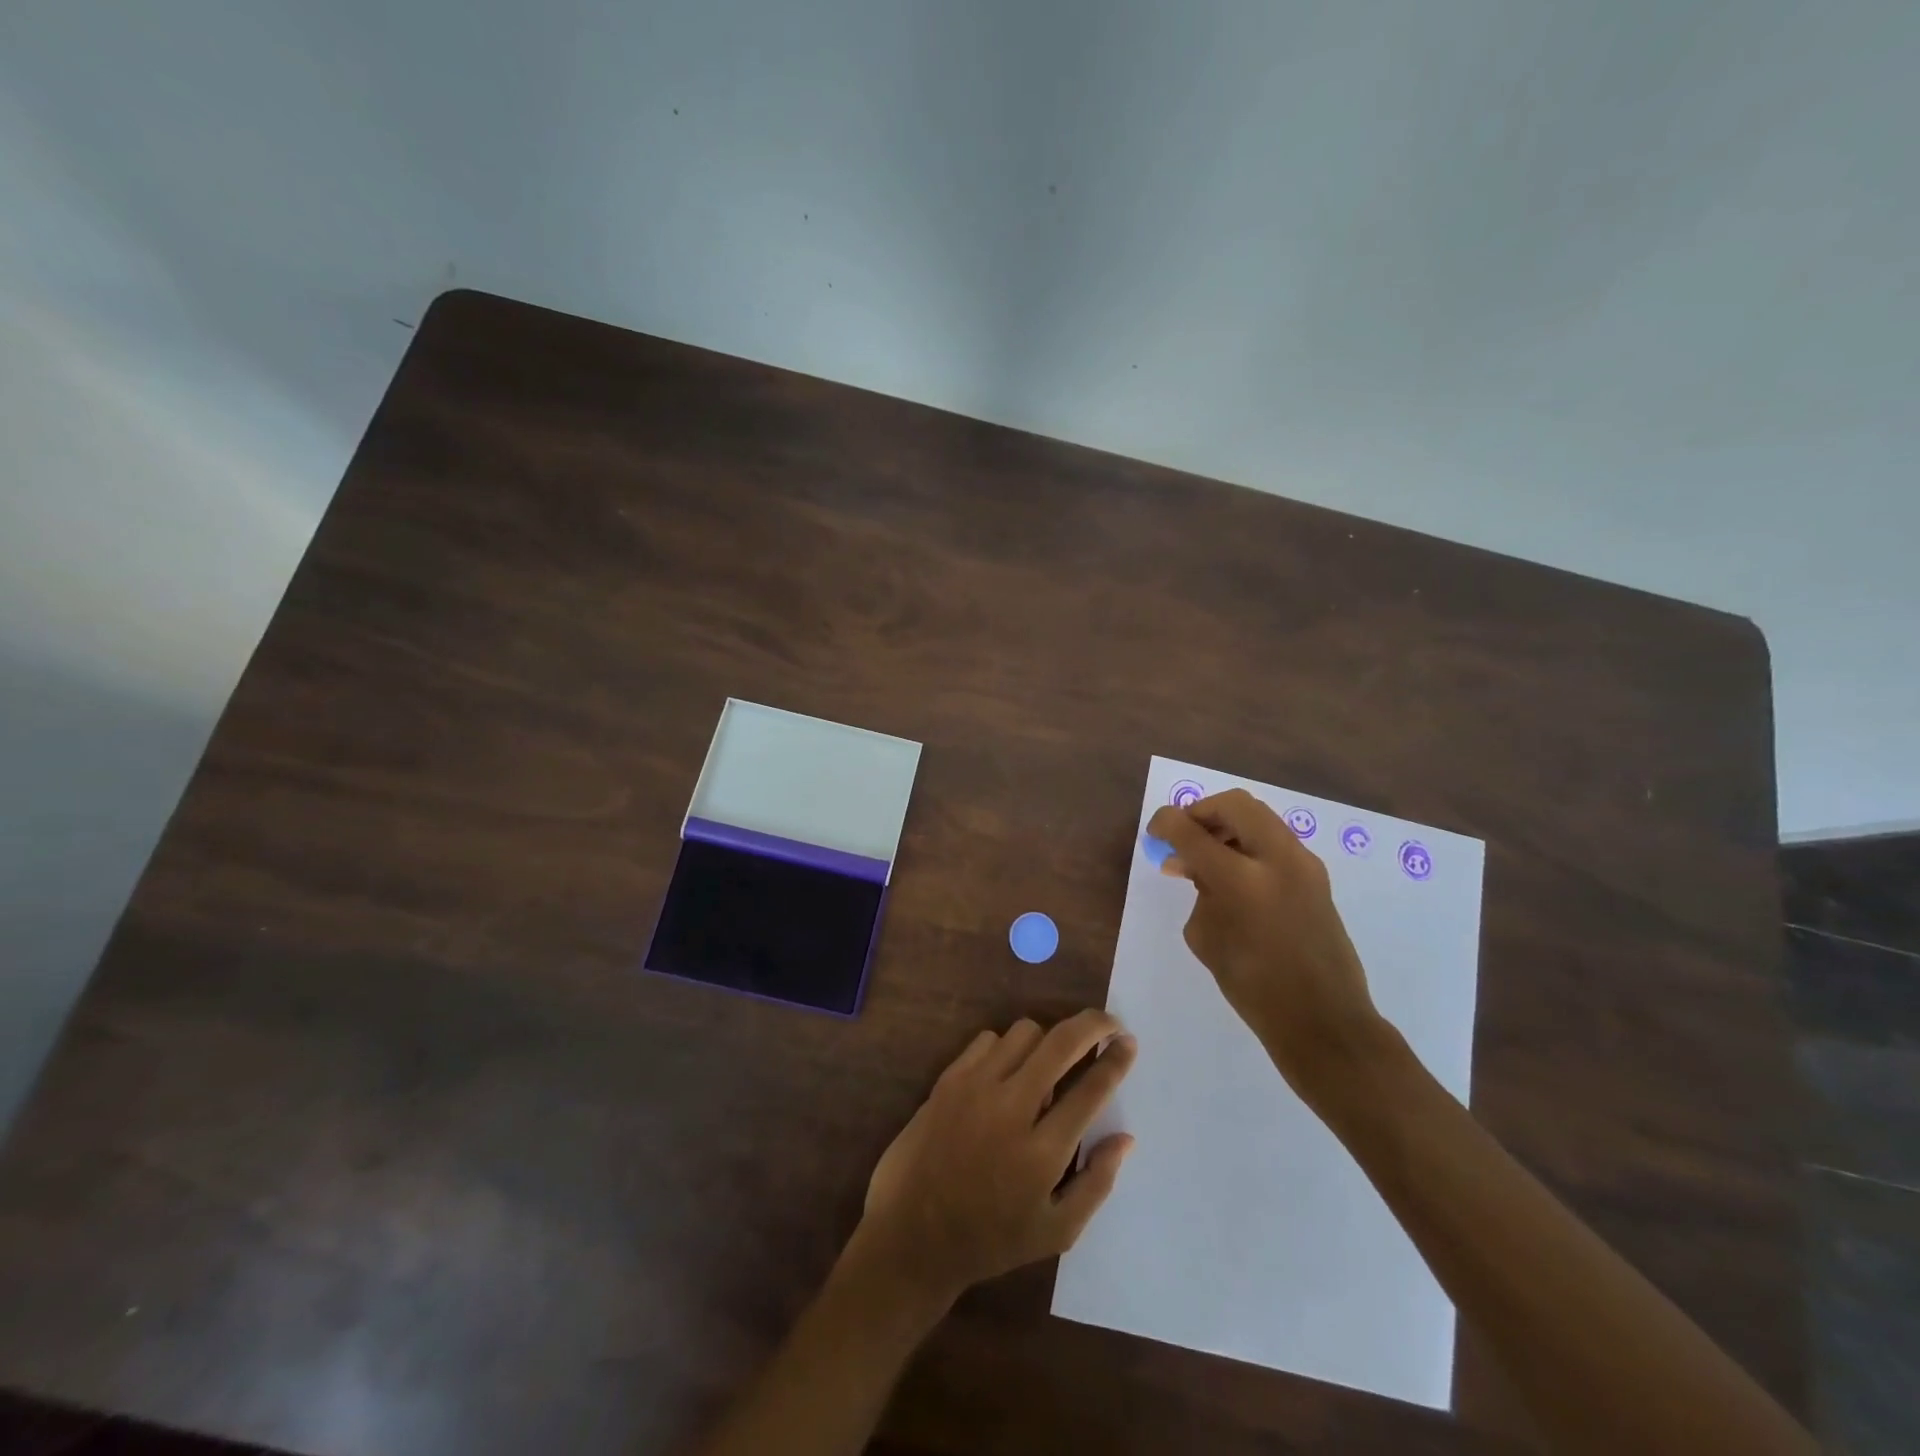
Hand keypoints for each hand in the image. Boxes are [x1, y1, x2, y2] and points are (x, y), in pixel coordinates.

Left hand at [851, 1011, 1137, 1306]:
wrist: (912, 1234)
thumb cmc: (990, 1239)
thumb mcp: (1055, 1232)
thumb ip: (1096, 1183)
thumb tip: (1125, 1138)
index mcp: (1043, 1151)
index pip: (1091, 1088)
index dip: (1116, 1059)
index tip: (1129, 1042)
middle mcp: (1012, 1108)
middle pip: (1061, 1042)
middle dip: (1093, 1025)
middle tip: (1108, 1023)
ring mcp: (976, 1087)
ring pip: (1025, 1032)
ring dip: (1047, 1039)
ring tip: (1052, 1059)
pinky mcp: (949, 1079)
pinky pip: (988, 1039)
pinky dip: (1007, 1048)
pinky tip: (1009, 1071)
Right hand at [1148, 789, 1386, 1098]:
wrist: (1323, 1019)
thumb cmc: (1253, 987)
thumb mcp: (1206, 937)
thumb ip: (1198, 890)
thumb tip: (1194, 865)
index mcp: (1240, 878)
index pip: (1191, 829)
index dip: (1165, 823)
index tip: (1154, 832)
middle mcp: (1276, 858)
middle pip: (1233, 804)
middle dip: (1202, 812)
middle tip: (1184, 835)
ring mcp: (1303, 863)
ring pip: (1259, 817)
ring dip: (1228, 826)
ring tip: (1208, 857)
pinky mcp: (1317, 875)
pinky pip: (1275, 840)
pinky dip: (1250, 843)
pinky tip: (1235, 873)